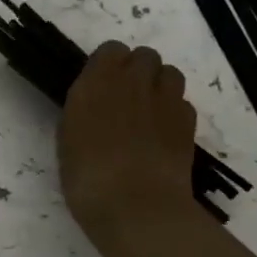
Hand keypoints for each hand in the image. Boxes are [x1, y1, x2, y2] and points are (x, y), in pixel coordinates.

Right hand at [58, 42, 205, 256]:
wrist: (137, 208)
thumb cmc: (87, 178)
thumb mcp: (67, 139)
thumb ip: (83, 111)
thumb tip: (94, 106)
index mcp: (97, 81)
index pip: (111, 49)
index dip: (109, 64)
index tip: (101, 85)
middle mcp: (133, 82)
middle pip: (145, 56)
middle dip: (138, 71)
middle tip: (127, 98)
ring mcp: (165, 100)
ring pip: (170, 73)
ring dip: (160, 85)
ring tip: (150, 112)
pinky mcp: (188, 122)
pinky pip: (183, 103)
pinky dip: (175, 112)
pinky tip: (164, 135)